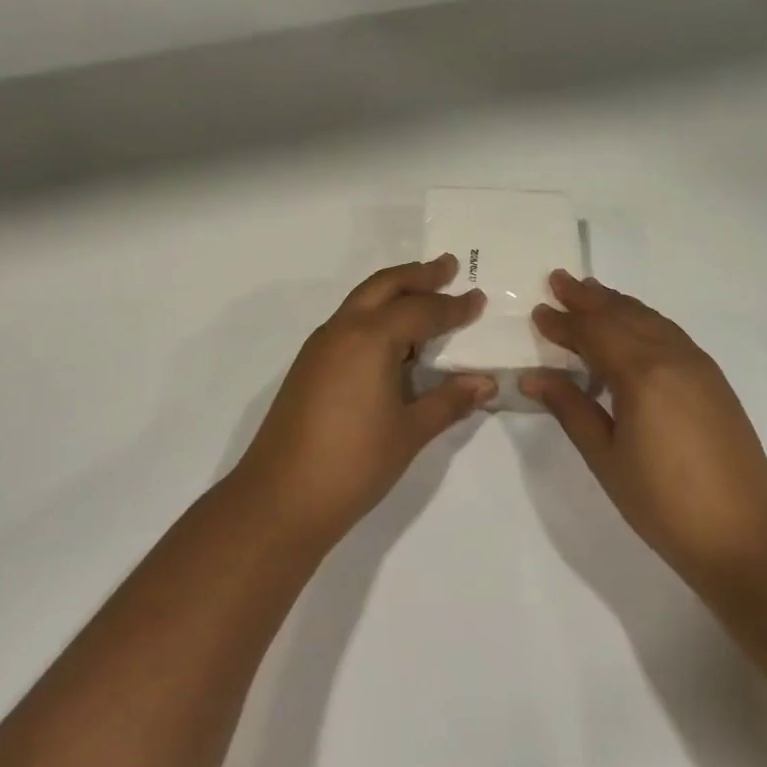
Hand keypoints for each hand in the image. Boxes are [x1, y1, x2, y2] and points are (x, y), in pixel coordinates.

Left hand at [229, 255, 493, 544]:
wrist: (280, 499)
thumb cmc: (354, 463)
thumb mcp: (410, 432)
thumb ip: (448, 401)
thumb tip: (486, 382)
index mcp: (370, 338)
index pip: (421, 311)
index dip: (453, 307)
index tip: (479, 299)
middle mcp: (342, 330)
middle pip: (384, 287)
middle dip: (417, 275)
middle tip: (448, 267)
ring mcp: (319, 347)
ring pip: (361, 302)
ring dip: (393, 292)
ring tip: (424, 293)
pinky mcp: (308, 366)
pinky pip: (348, 324)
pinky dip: (375, 316)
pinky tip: (392, 339)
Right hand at [522, 271, 766, 593]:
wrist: (745, 535)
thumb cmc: (663, 502)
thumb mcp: (606, 457)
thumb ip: (571, 409)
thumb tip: (533, 376)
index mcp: (641, 375)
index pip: (594, 334)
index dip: (563, 322)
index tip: (538, 310)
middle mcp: (672, 357)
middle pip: (623, 315)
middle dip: (589, 298)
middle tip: (559, 280)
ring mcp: (699, 365)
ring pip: (651, 319)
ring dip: (618, 304)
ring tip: (591, 293)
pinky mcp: (714, 380)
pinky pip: (670, 334)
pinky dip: (644, 321)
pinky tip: (634, 328)